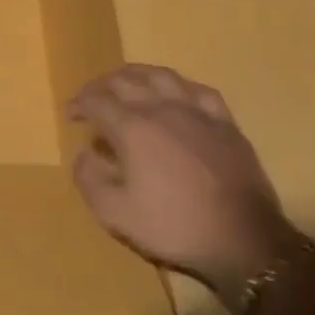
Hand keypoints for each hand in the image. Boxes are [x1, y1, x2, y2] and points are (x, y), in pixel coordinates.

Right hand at [68, 65, 295, 302]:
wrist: (244, 239)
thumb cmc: (174, 225)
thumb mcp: (116, 213)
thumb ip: (89, 179)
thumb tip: (84, 153)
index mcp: (132, 127)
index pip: (96, 100)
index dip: (78, 104)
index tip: (70, 116)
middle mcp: (162, 108)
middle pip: (125, 80)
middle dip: (101, 86)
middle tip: (91, 99)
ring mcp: (197, 111)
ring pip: (161, 75)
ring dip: (136, 75)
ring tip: (127, 84)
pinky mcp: (225, 122)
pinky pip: (198, 90)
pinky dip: (177, 86)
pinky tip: (175, 94)